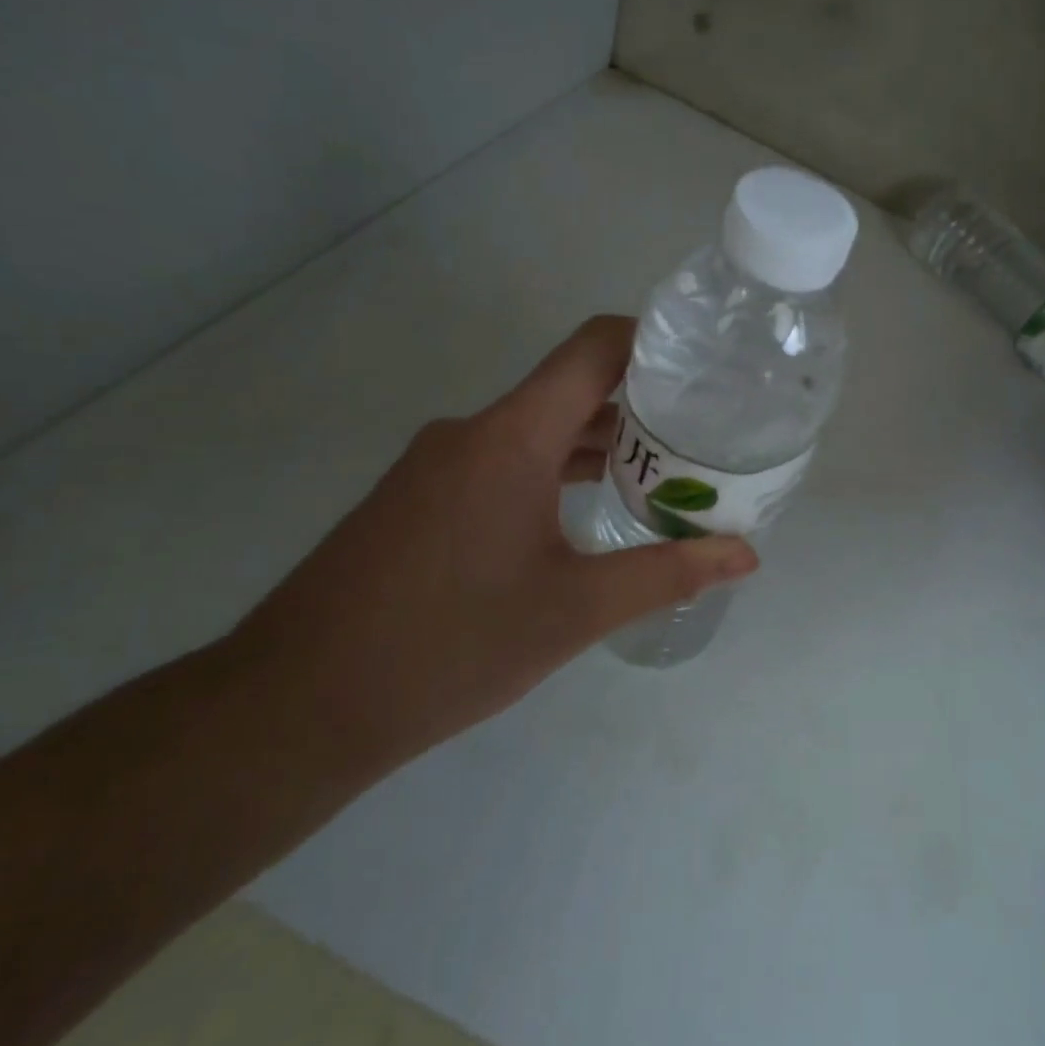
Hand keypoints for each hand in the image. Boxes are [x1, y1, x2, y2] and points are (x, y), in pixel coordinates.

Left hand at [232, 316, 757, 755]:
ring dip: (597, 444)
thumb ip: (667, 573)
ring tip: (663, 475)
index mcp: (513, 438)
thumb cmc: (449, 646)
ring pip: (536, 430)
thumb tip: (746, 555)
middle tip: (704, 435)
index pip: (593, 349)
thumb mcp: (574, 611)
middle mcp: (472, 432)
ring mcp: (438, 463)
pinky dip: (554, 471)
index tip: (704, 366)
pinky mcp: (419, 497)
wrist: (298, 704)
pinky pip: (503, 460)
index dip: (652, 341)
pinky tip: (586, 512)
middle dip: (639, 406)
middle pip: (570, 389)